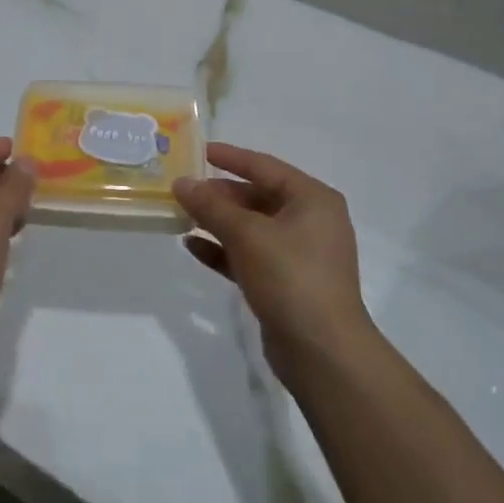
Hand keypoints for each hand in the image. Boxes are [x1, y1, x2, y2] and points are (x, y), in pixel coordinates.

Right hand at [173, 143, 372, 381]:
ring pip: (251, 228)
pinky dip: (223, 250)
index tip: (198, 150)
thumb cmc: (290, 277)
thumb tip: (181, 183)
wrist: (322, 351)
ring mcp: (299, 254)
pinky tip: (192, 247)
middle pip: (257, 196)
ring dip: (217, 222)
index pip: (264, 166)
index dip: (230, 157)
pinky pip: (249, 256)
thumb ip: (211, 206)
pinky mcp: (285, 283)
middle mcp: (310, 221)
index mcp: (312, 199)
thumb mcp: (246, 234)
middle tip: (182, 189)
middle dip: (219, 194)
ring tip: (181, 215)